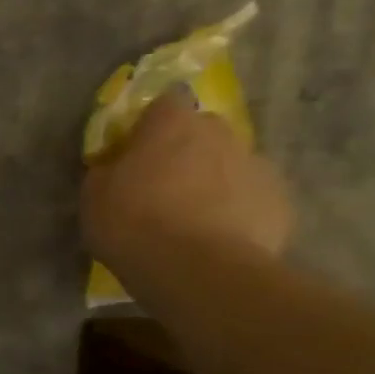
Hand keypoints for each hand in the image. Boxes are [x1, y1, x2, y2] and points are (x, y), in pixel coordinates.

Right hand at [83, 92, 292, 285]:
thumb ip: (108, 169)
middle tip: (161, 184)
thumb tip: (116, 165)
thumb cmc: (133, 223)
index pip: (163, 102)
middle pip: (201, 132)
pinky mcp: (280, 202)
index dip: (148, 124)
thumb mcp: (94, 195)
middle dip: (185, 150)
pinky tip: (215, 238)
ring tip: (190, 218)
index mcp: (172, 125)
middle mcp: (220, 134)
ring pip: (229, 164)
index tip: (134, 147)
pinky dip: (235, 210)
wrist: (198, 270)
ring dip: (211, 180)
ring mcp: (257, 166)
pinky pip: (249, 197)